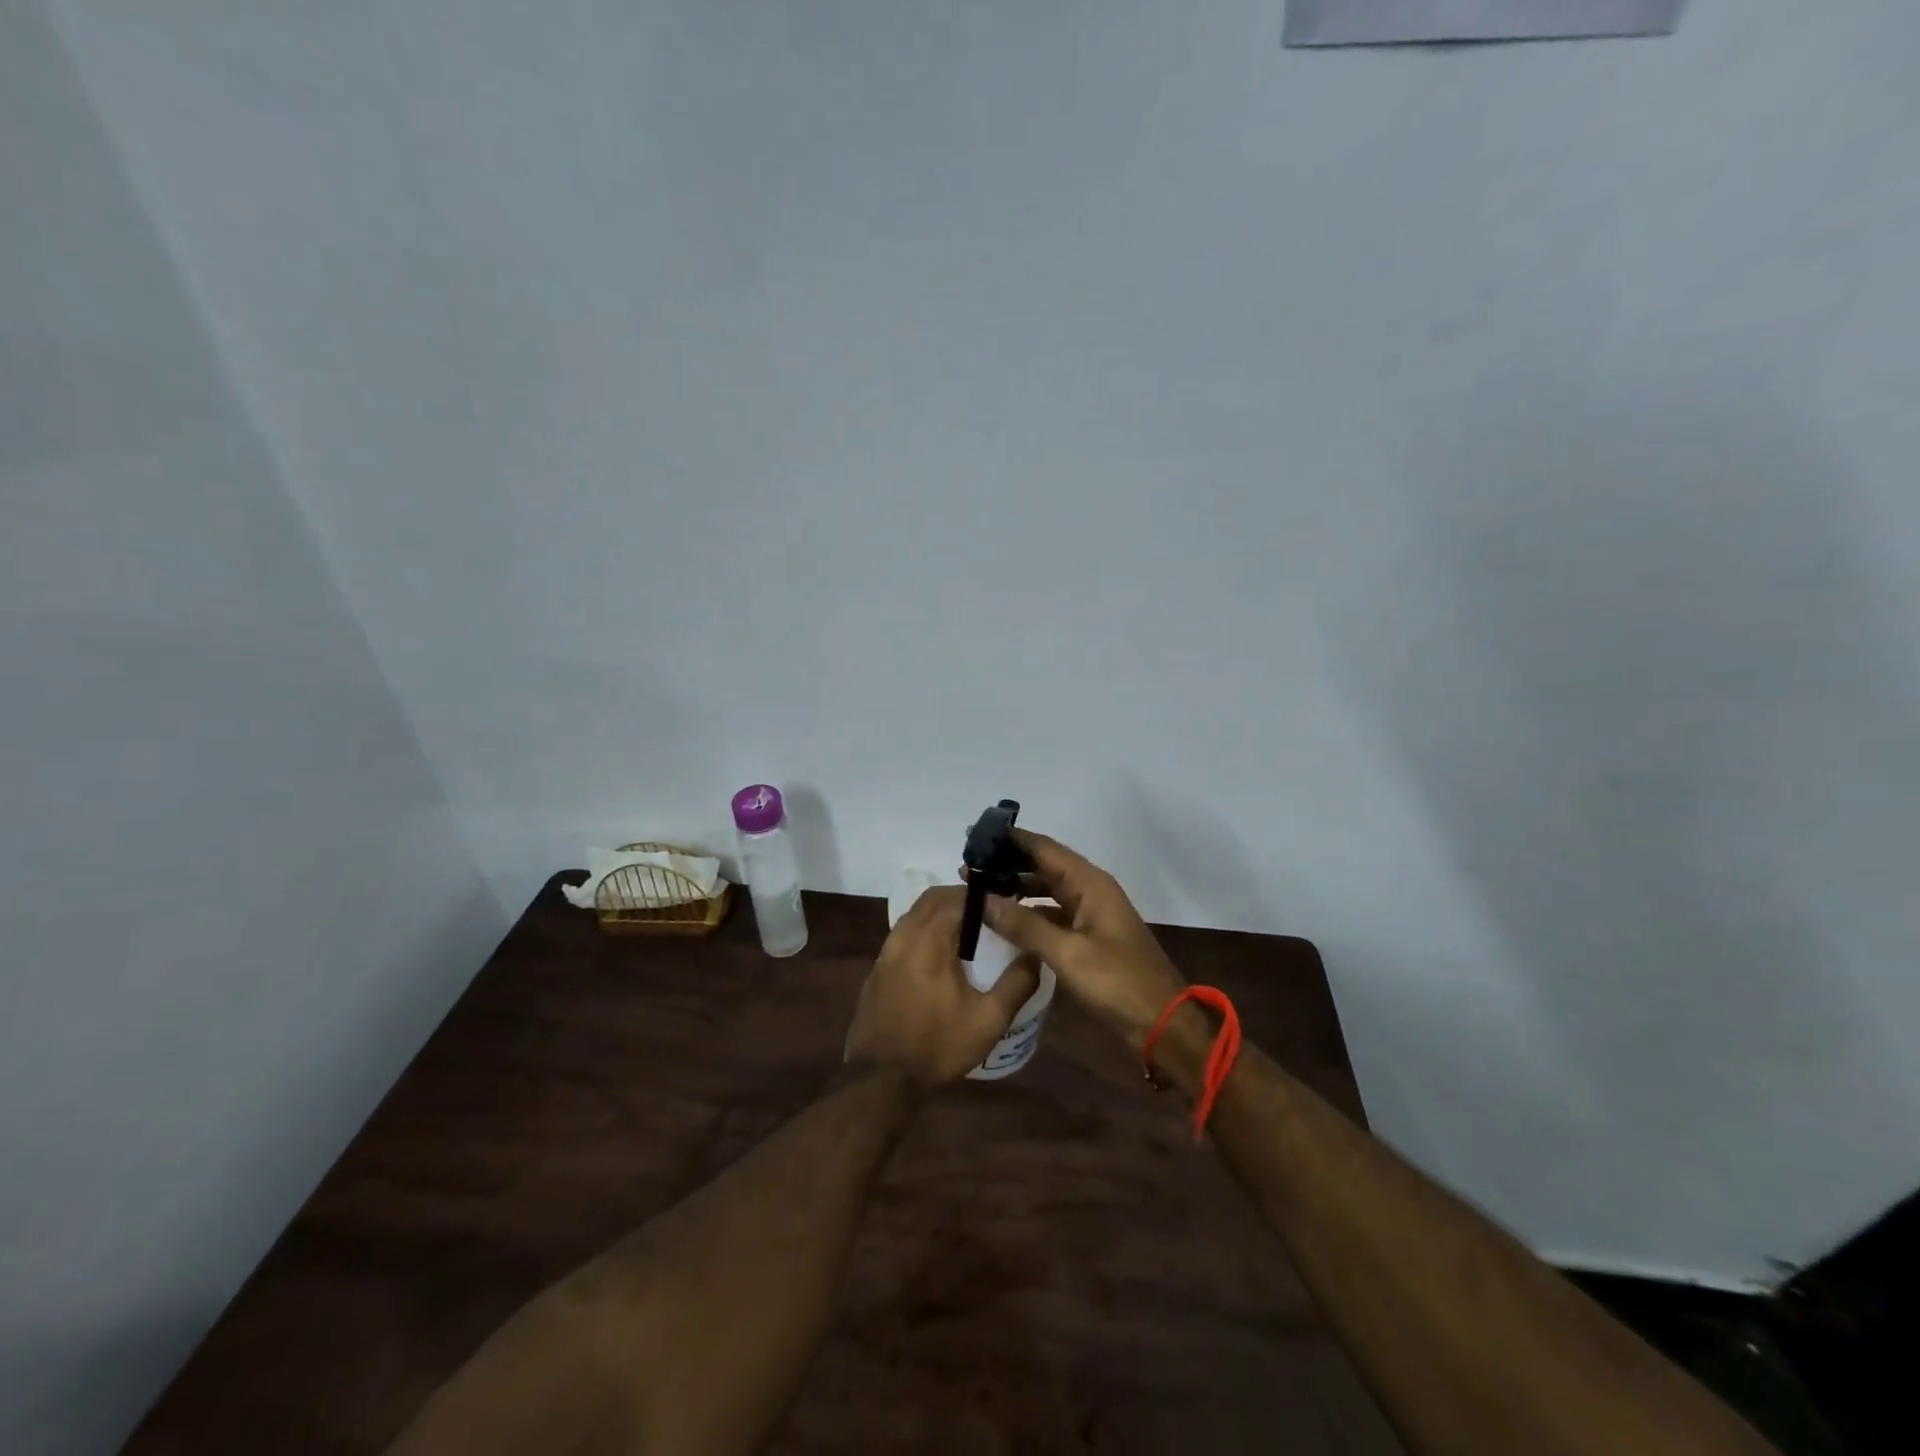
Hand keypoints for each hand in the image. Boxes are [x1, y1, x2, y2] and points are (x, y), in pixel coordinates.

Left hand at [844, 887, 1040, 1087]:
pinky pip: (904, 933)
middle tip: (990, 916)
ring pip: (916, 913)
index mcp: (929, 939)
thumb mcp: (989, 1020)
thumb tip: (1035, 953)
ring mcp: (886, 950)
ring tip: (969, 935)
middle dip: (963, 899)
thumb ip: (1017, 982)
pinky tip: (941, 958)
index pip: (958, 897)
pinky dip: (925, 931)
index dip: (984, 897)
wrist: (881, 1079)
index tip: (1006, 906)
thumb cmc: (938, 1046)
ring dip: (942, 914)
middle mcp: (904, 935)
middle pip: (934, 898)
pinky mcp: (878, 967)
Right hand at [982, 830, 1187, 1050]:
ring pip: (1047, 889)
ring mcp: (1090, 912)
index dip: (1011, 840)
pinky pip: (1053, 913)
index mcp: (1090, 883)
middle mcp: (1090, 889)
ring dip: (1017, 888)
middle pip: (1044, 866)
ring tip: (979, 892)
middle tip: (968, 869)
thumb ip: (1024, 925)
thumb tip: (983, 900)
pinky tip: (1005, 921)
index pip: (1044, 849)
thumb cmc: (1117, 982)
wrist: (1162, 1022)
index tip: (976, 836)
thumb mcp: (1067, 954)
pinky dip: (1029, 912)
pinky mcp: (1088, 935)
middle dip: (1008, 865)